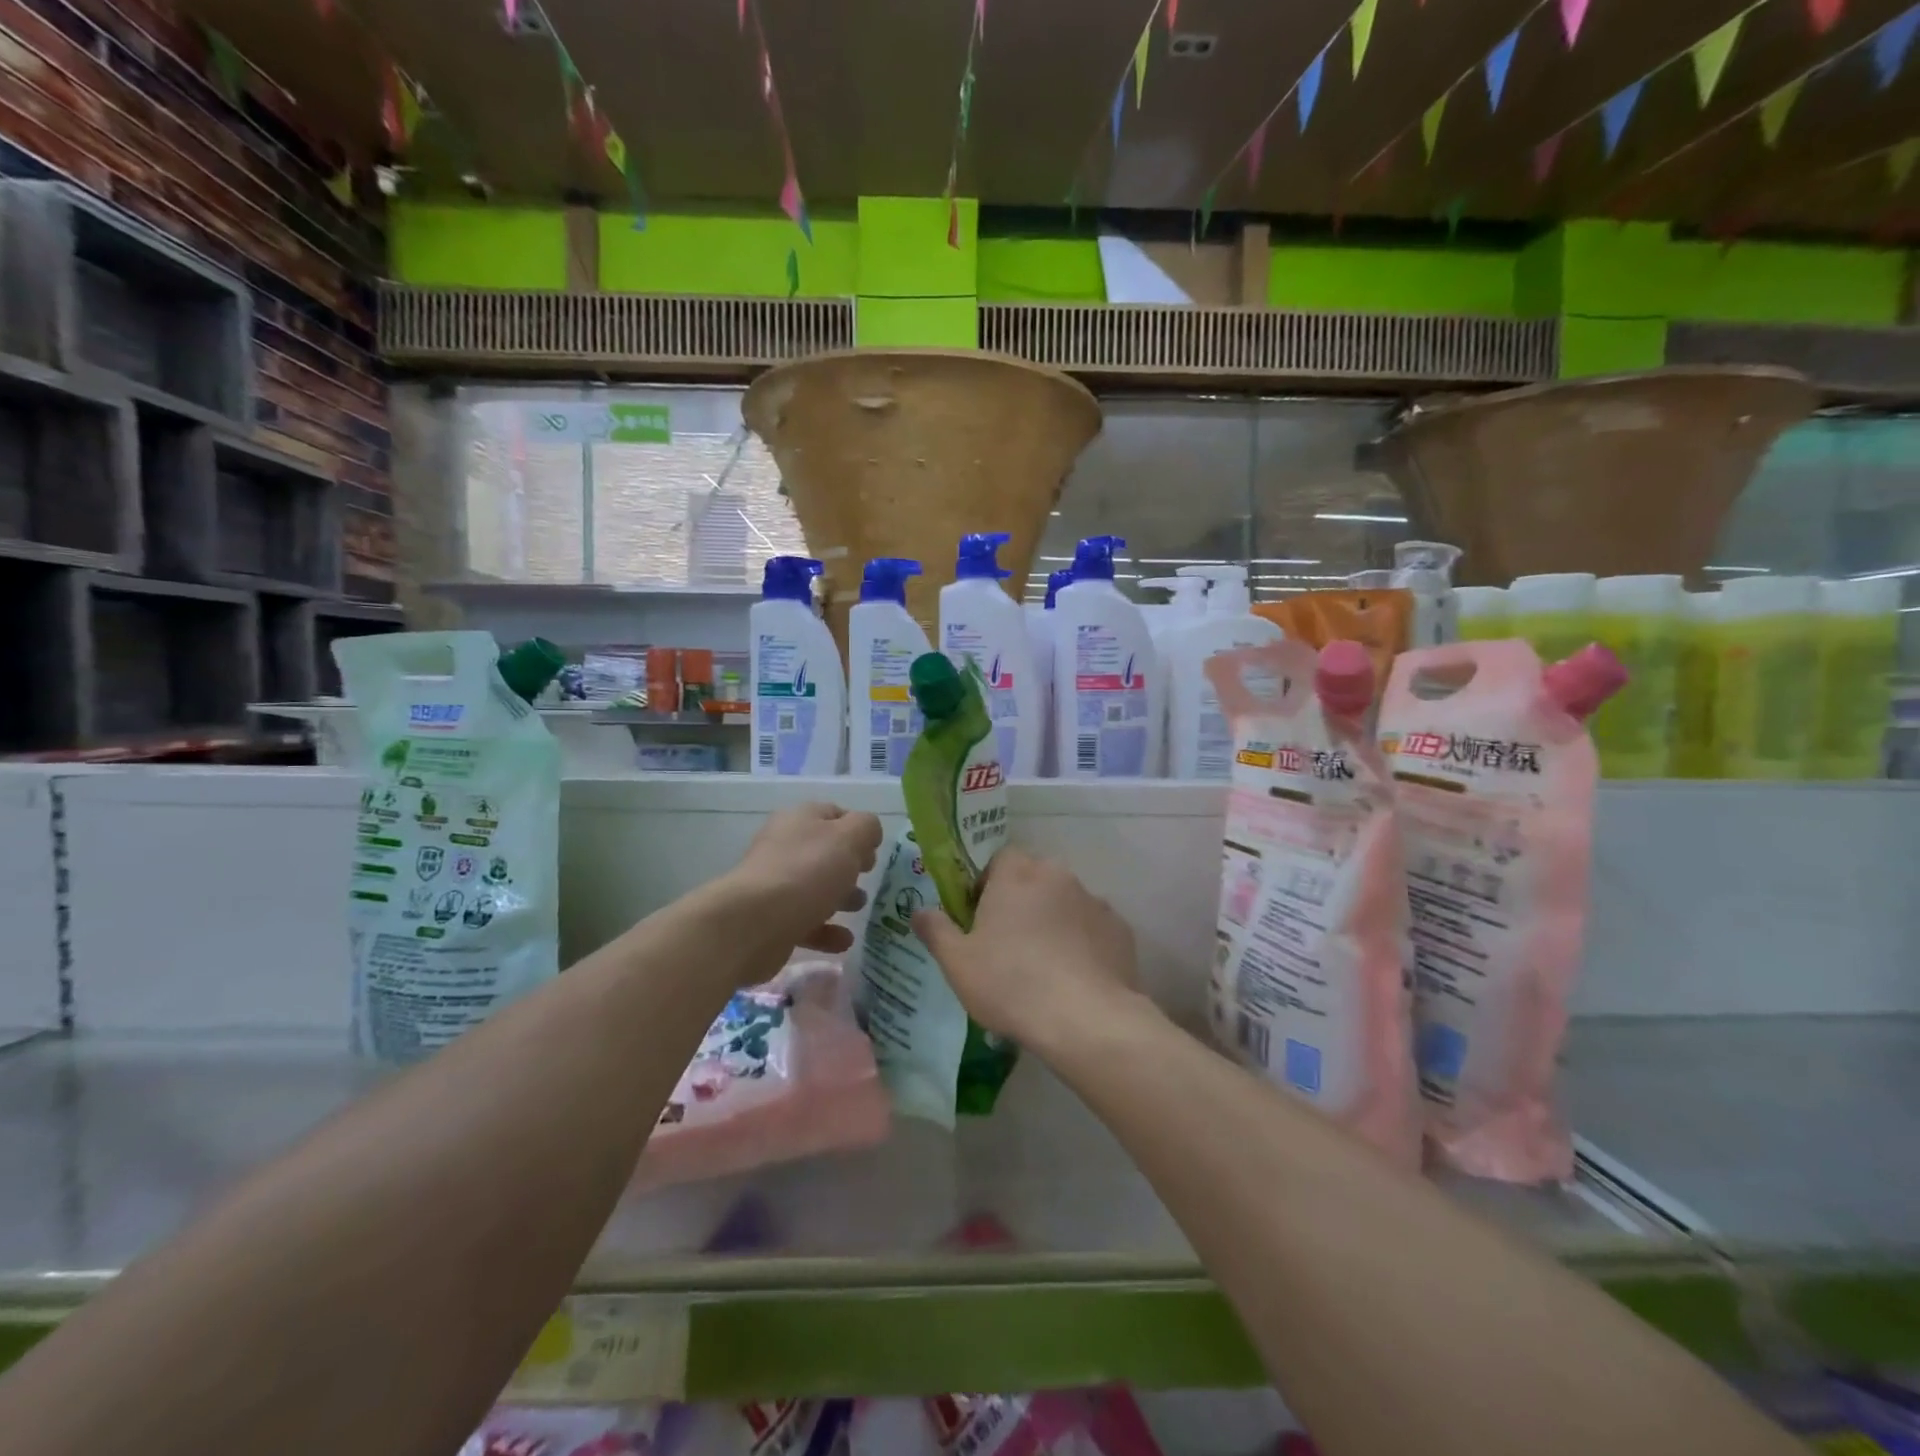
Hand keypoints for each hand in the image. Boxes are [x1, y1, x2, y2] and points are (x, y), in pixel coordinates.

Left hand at [724, 803, 882, 957]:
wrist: (753, 923)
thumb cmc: (807, 871)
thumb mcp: (848, 838)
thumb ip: (866, 828)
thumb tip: (868, 832)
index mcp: (800, 820)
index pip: (834, 814)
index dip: (857, 828)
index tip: (874, 850)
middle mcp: (785, 847)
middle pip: (824, 852)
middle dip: (849, 866)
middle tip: (868, 877)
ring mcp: (776, 885)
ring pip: (815, 887)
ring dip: (840, 898)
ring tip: (859, 909)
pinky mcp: (772, 920)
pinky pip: (806, 922)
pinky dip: (827, 931)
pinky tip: (844, 941)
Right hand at [912, 847, 1141, 1048]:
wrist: (1086, 1019)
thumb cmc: (1011, 983)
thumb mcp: (957, 963)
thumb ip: (935, 930)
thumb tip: (919, 910)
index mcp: (1017, 874)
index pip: (1000, 859)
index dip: (988, 884)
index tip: (981, 917)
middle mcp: (1057, 875)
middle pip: (1034, 878)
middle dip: (1022, 902)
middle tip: (1008, 943)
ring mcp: (1094, 900)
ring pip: (1065, 902)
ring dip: (1053, 921)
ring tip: (1044, 966)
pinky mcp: (1120, 929)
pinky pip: (1092, 928)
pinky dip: (1083, 942)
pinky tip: (1075, 977)